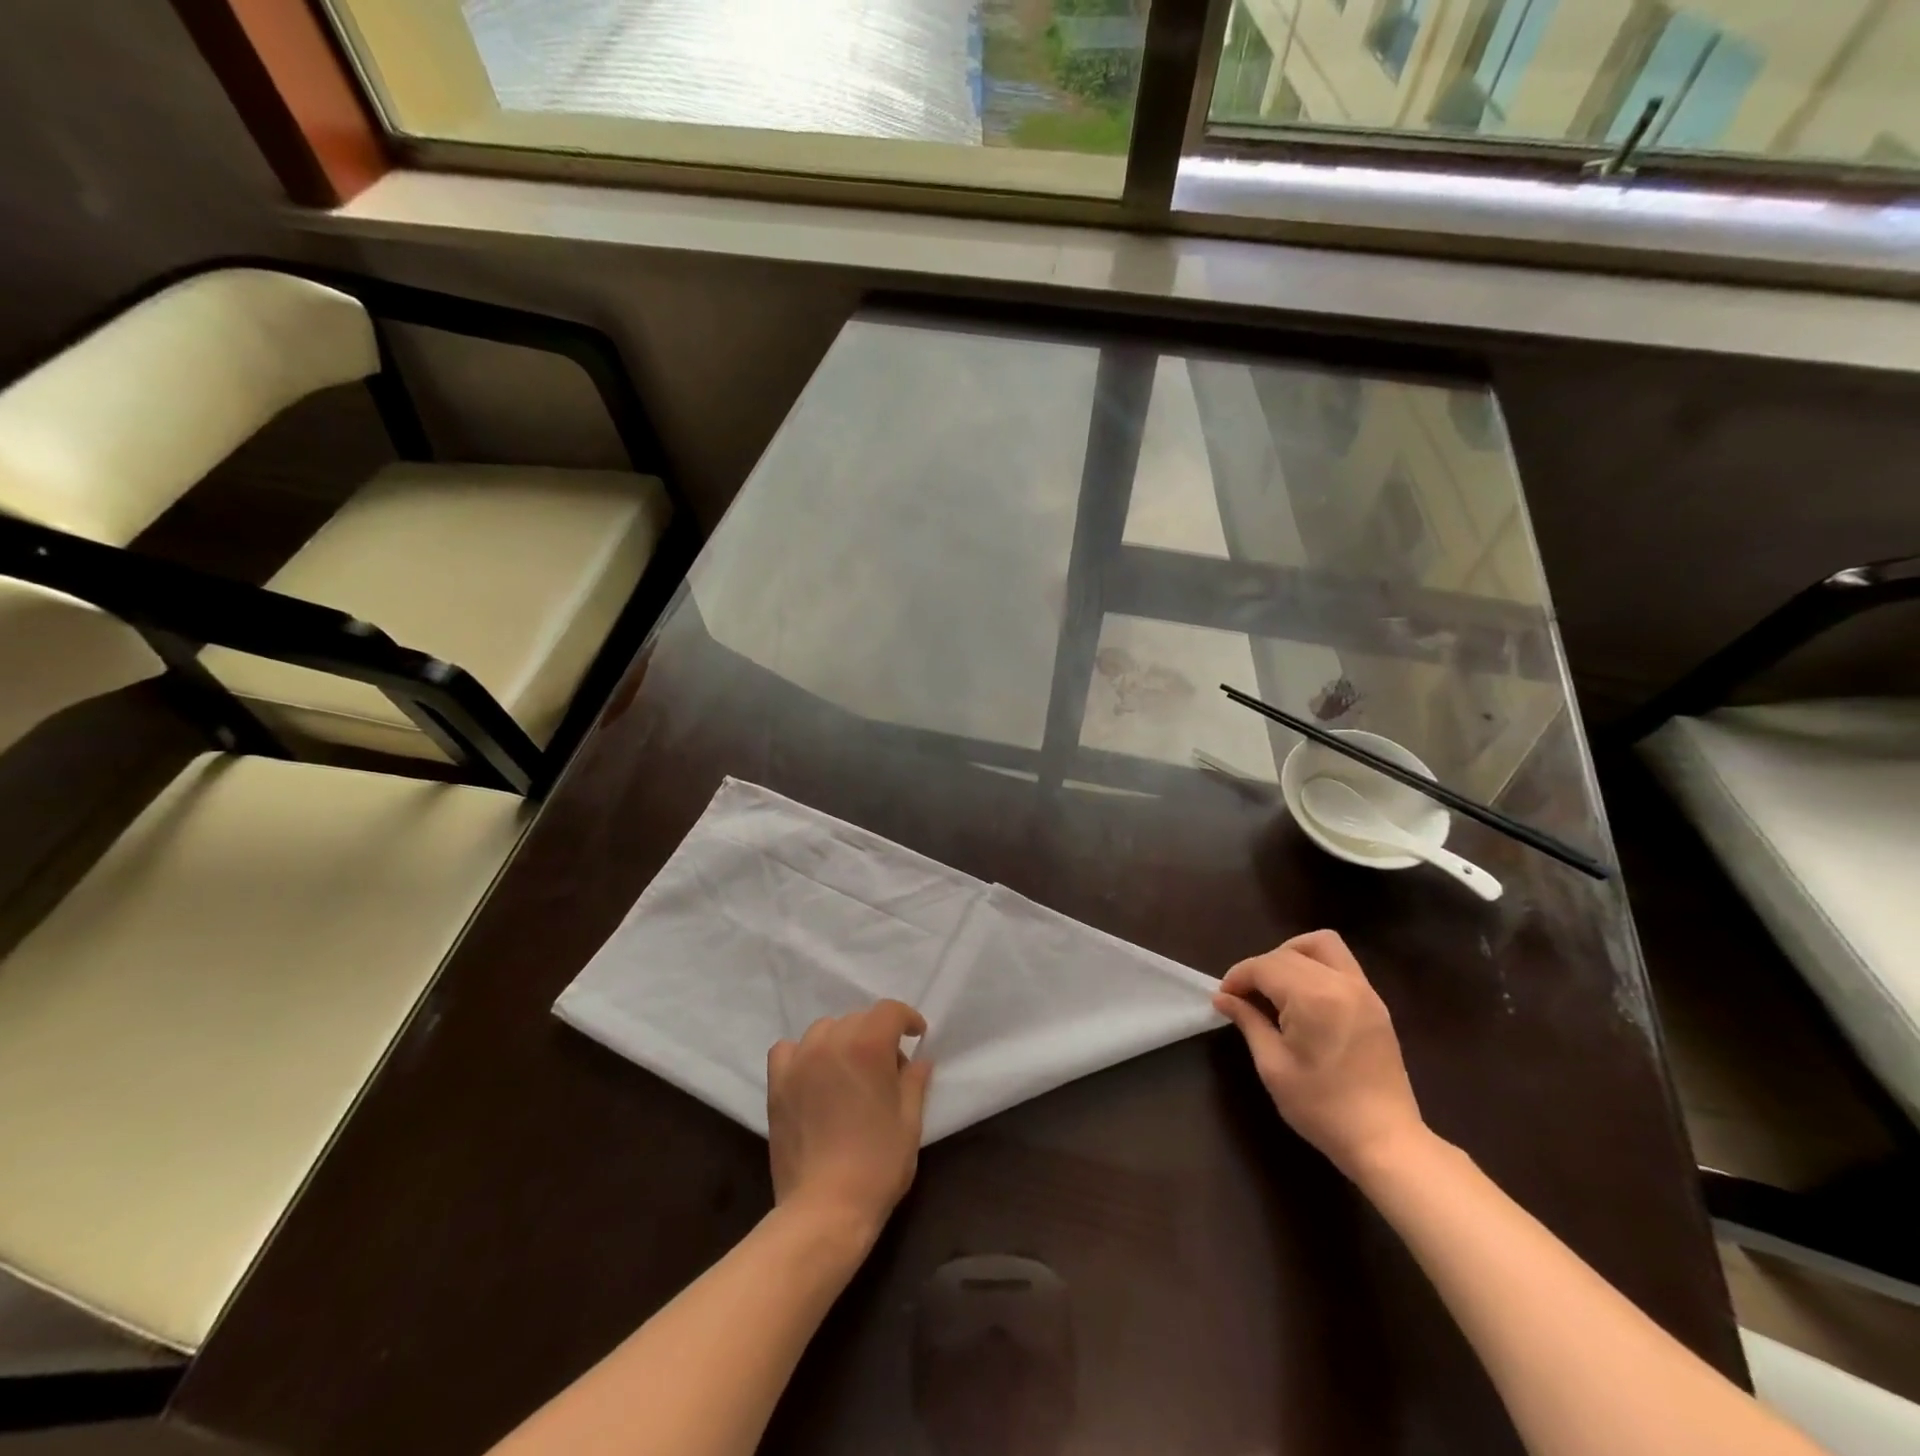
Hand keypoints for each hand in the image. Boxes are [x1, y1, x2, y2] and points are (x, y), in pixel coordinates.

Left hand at [767, 1000, 932, 1244]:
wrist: (825, 1208)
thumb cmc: (877, 1164)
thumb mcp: (909, 1122)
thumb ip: (914, 1081)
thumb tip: (919, 1060)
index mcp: (868, 1045)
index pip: (889, 1011)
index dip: (907, 1018)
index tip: (916, 1035)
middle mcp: (831, 1042)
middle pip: (858, 1019)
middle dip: (877, 1034)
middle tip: (887, 1067)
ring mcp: (799, 1061)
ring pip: (825, 1030)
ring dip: (842, 1041)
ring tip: (849, 1071)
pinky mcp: (777, 1084)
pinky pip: (788, 1050)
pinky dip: (803, 1053)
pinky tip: (813, 1074)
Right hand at [1214, 930, 1426, 1177]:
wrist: (1385, 1142)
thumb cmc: (1322, 1108)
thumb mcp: (1273, 1066)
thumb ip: (1248, 1021)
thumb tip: (1223, 998)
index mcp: (1314, 997)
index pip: (1264, 966)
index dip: (1238, 977)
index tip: (1224, 998)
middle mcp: (1341, 983)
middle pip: (1288, 952)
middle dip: (1260, 968)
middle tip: (1246, 997)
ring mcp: (1363, 990)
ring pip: (1321, 944)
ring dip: (1291, 954)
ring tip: (1276, 986)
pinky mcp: (1375, 1003)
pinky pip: (1340, 963)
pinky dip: (1315, 966)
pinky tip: (1303, 998)